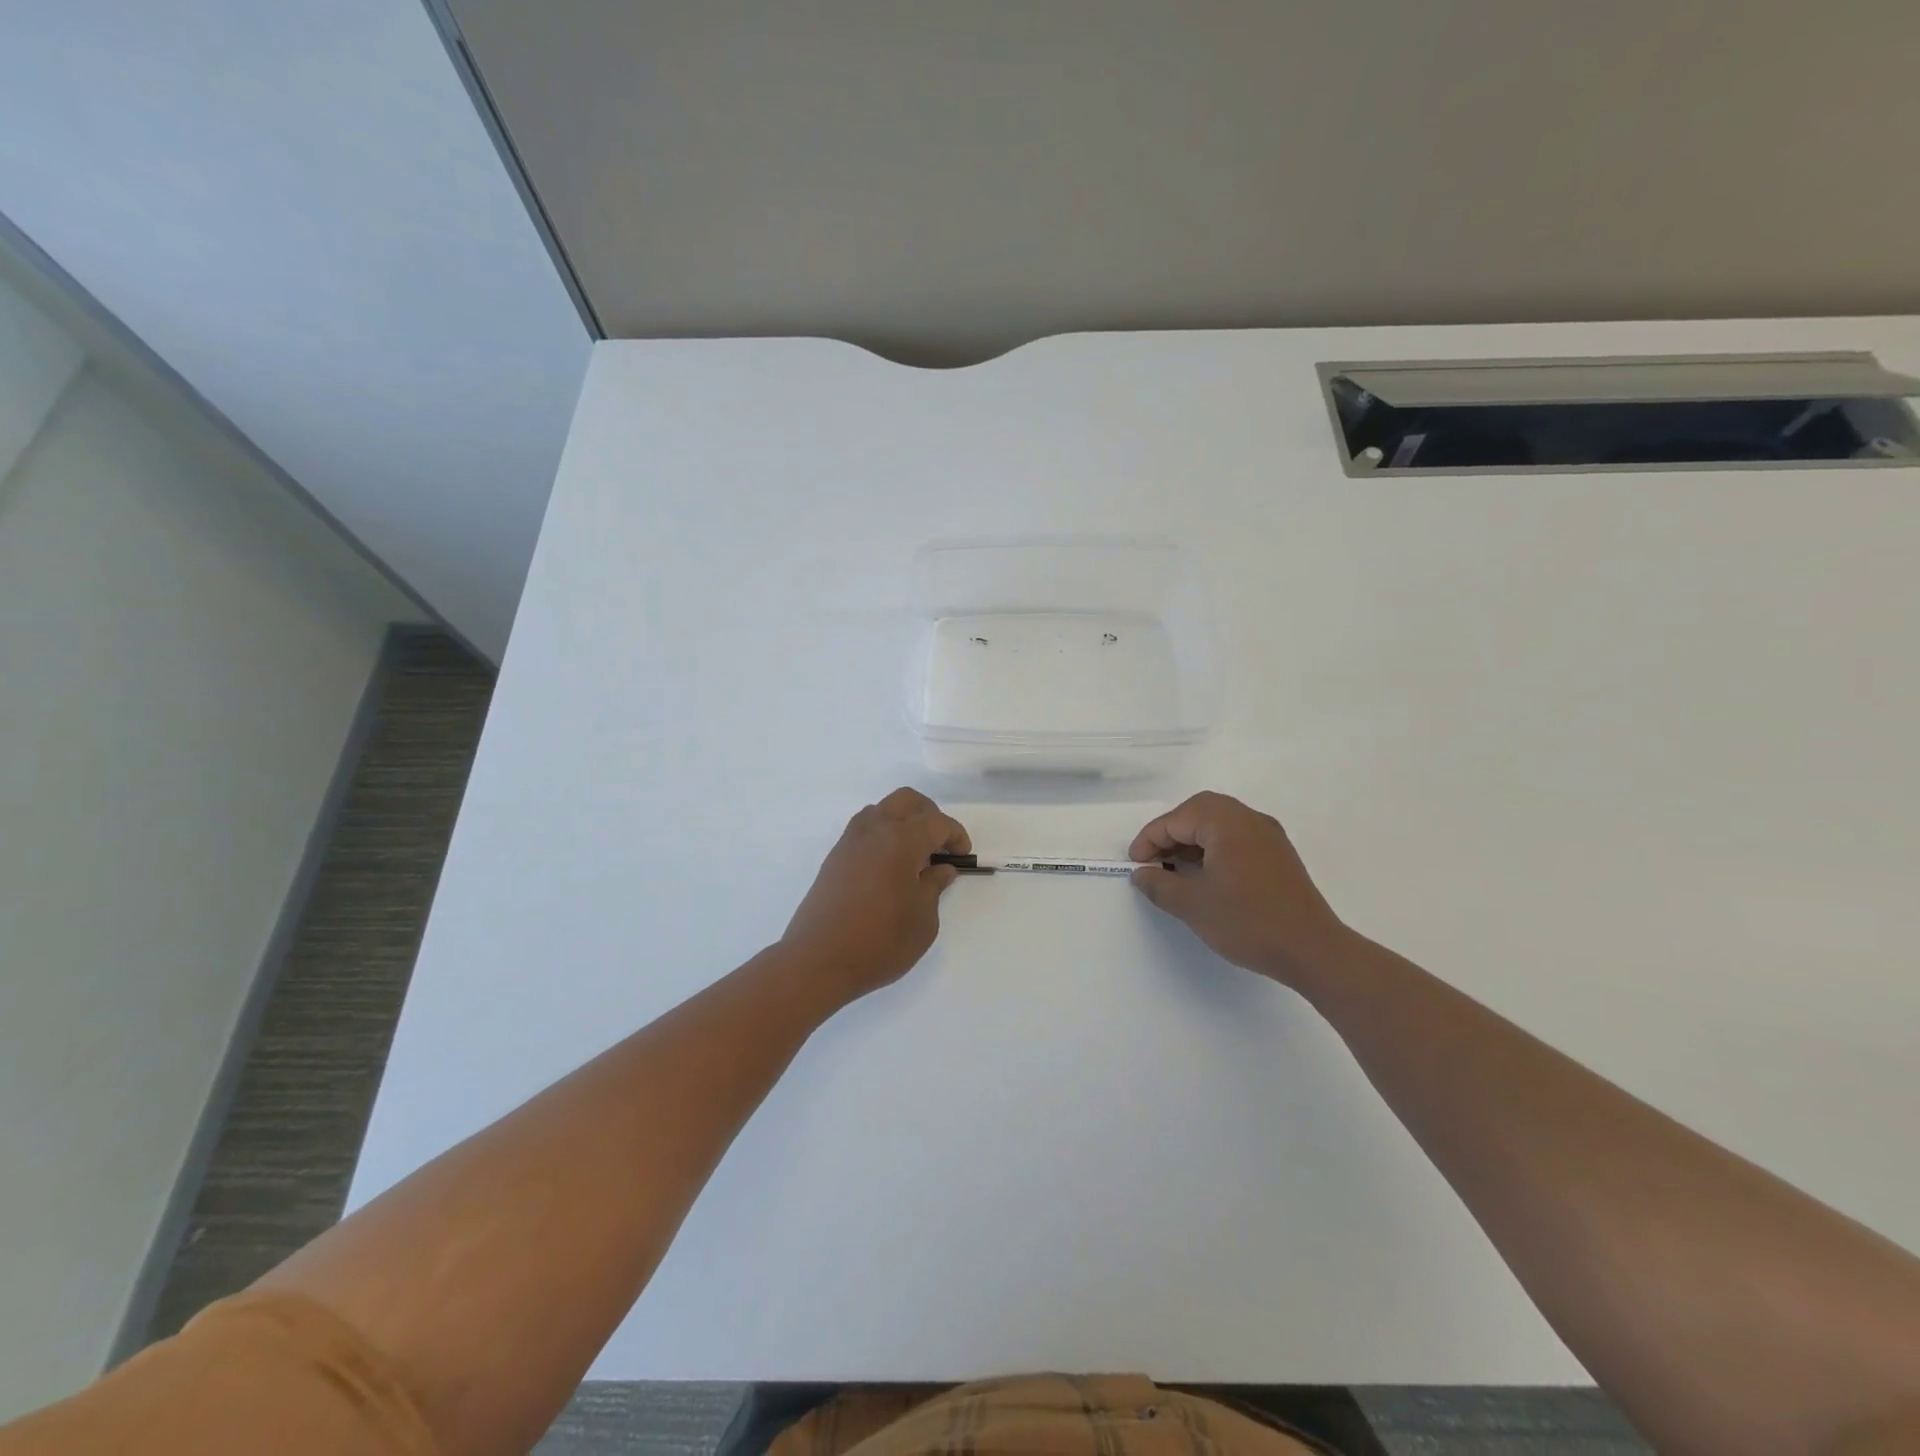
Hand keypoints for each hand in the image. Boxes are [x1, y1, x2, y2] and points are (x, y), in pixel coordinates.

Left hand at [781, 788, 970, 1003]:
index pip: (937, 822)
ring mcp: (850, 842)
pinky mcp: (835, 858)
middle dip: (930, 815)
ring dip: (903, 821)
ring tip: (915, 855)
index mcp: (901, 840)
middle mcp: (874, 830)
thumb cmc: (880, 942)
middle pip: (907, 801)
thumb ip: (934, 886)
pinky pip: (865, 829)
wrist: (818, 961)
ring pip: (882, 810)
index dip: (955, 835)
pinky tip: (890, 866)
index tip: (962, 857)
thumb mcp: (923, 920)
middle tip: (941, 845)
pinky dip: (883, 835)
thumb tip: (940, 869)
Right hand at [1129, 791, 1347, 986]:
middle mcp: (1250, 819)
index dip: (1150, 840)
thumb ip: (1159, 884)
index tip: (1136, 865)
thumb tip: (1142, 873)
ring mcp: (1269, 836)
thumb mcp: (1192, 905)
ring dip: (1193, 841)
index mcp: (1226, 822)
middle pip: (1199, 812)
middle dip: (1171, 833)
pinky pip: (1237, 839)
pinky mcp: (1279, 855)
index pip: (1176, 819)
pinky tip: (1206, 877)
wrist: (1312, 950)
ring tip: (1175, 870)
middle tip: (1154, 861)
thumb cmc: (1247, 922)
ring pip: (1219, 824)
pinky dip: (1214, 849)